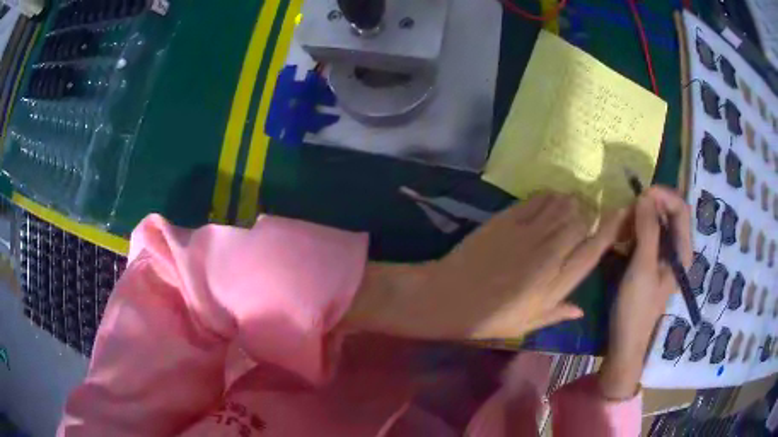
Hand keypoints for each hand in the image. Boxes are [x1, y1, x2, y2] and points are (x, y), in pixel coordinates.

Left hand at [345, 193, 626, 339]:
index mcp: (556, 283)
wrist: (447, 297)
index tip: (620, 214)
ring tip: (571, 204)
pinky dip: (549, 196)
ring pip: (562, 205)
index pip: (593, 249)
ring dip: (571, 202)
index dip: (610, 229)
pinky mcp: (508, 218)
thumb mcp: (526, 326)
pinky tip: (549, 199)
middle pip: (581, 221)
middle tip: (587, 215)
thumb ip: (556, 314)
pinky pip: (537, 199)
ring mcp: (528, 232)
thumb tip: (580, 309)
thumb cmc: (489, 319)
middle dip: (589, 215)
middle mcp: (548, 254)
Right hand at [599, 187, 691, 399]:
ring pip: (657, 223)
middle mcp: (677, 250)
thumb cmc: (636, 309)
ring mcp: (664, 257)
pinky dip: (635, 231)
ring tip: (623, 226)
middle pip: (670, 213)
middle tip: (629, 211)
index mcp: (682, 252)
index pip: (681, 209)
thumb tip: (646, 195)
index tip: (641, 195)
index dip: (664, 196)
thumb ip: (647, 230)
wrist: (625, 342)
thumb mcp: (642, 268)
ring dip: (641, 218)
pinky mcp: (651, 263)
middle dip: (650, 206)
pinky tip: (622, 239)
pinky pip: (647, 236)